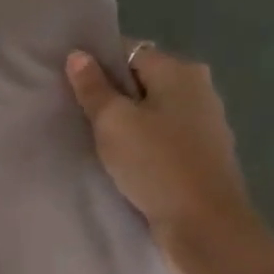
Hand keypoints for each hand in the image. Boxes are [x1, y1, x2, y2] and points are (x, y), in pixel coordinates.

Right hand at [65, 42, 267, 259]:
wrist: (204, 223)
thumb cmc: (155, 164)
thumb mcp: (113, 122)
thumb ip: (93, 88)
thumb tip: (78, 55)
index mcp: (180, 71)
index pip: (128, 51)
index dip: (96, 64)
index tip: (69, 85)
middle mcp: (198, 88)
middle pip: (141, 79)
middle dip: (110, 93)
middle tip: (76, 113)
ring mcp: (203, 121)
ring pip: (151, 108)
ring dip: (124, 119)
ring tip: (94, 138)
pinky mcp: (201, 151)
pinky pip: (161, 133)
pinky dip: (140, 139)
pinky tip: (121, 158)